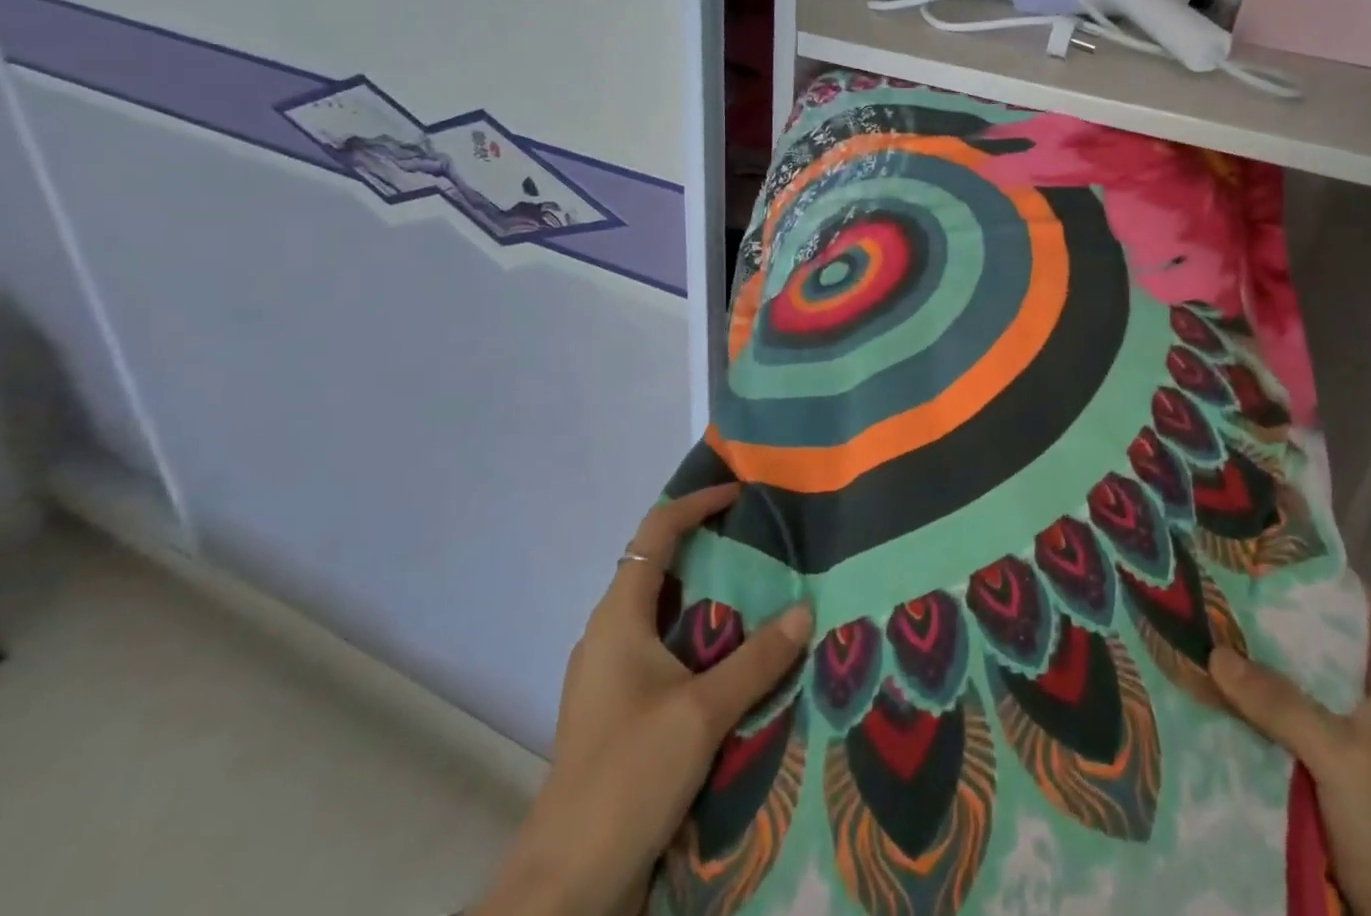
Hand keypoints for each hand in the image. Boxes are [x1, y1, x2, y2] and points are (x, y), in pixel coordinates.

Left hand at [475, 484, 813, 915]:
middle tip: (760, 540)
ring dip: (705, 594)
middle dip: (707, 546)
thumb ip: (757, 660)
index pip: (656, 533)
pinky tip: (732, 654)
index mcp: (618, 617)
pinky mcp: (619, 709)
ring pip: (662, 610)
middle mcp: (609, 634)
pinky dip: (697, 635)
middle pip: (658, 566)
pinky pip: (663, 648)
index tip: (740, 493)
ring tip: (757, 589)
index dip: (696, 503)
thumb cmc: (627, 776)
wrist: (565, 886)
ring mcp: (610, 674)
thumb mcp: (702, 713)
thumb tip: (804, 611)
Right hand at [1210, 592, 1370, 915]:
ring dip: (1252, 660)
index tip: (1266, 544)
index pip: (1360, 607)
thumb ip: (1282, 703)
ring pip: (1291, 681)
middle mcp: (1366, 703)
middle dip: (1269, 612)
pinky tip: (1206, 684)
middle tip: (1214, 576)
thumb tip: (1213, 652)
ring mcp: (1343, 739)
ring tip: (1198, 618)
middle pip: (1315, 641)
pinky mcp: (1318, 772)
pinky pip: (1277, 722)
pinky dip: (1247, 703)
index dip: (1320, 573)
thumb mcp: (1345, 760)